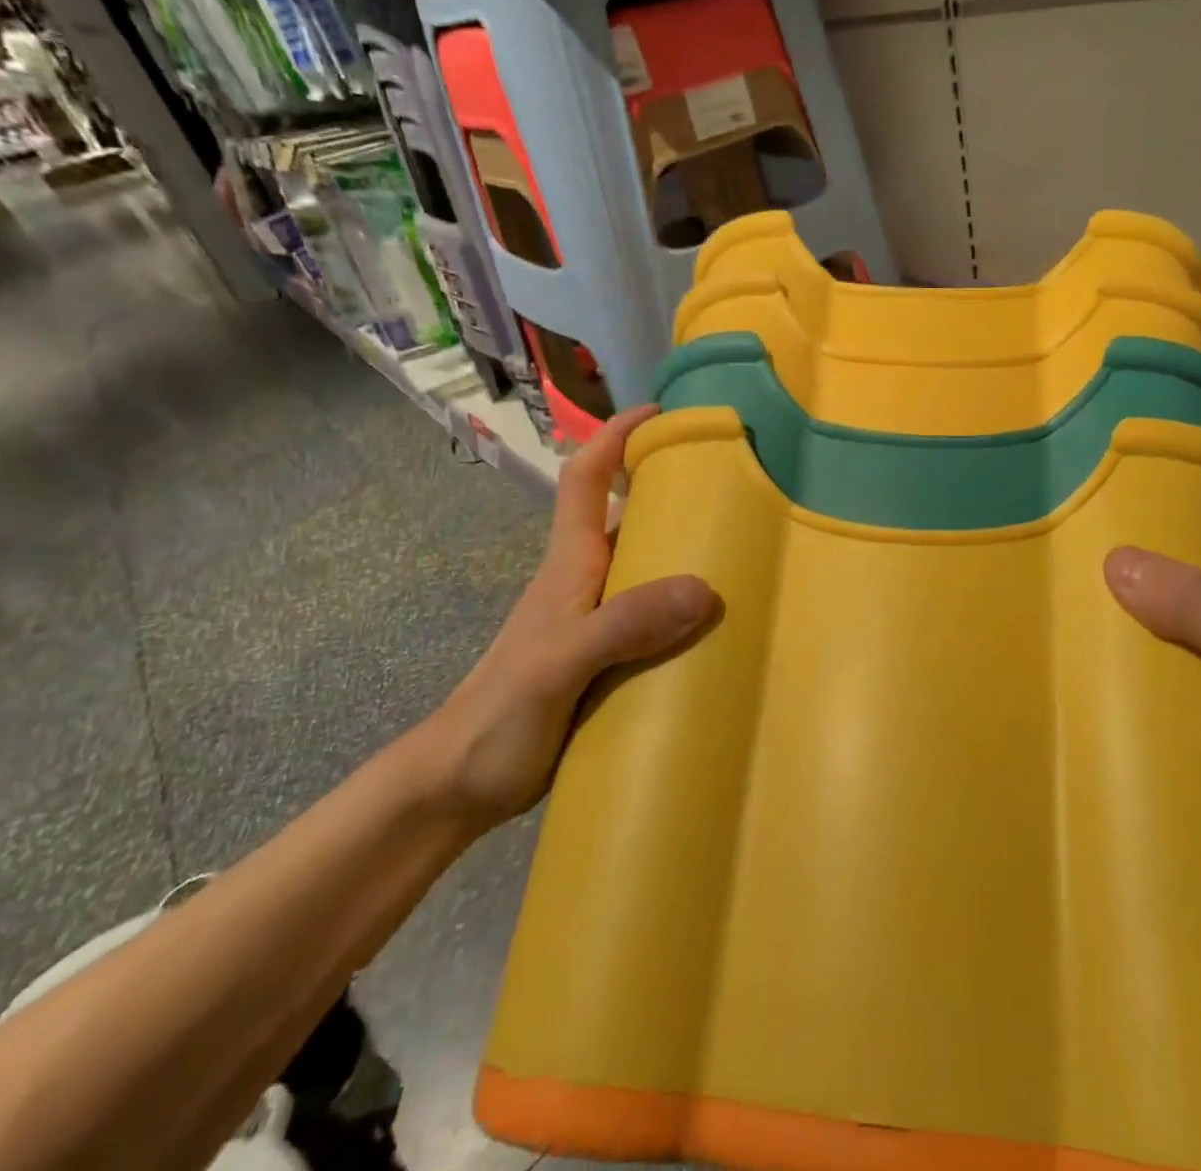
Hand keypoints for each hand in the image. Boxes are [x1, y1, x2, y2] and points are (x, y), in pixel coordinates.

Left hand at [421, 405, 716, 828]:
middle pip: (624, 515)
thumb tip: (704, 589)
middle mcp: (585, 582)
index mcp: (570, 566)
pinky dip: (683, 609)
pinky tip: (718, 627)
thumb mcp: (559, 665)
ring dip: (683, 552)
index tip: (661, 413)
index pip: (585, 478)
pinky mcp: (605, 659)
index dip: (616, 437)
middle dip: (669, 490)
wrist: (457, 787)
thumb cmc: (499, 715)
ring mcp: (594, 622)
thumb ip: (624, 625)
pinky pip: (652, 617)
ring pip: (643, 567)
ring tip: (743, 552)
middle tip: (733, 487)